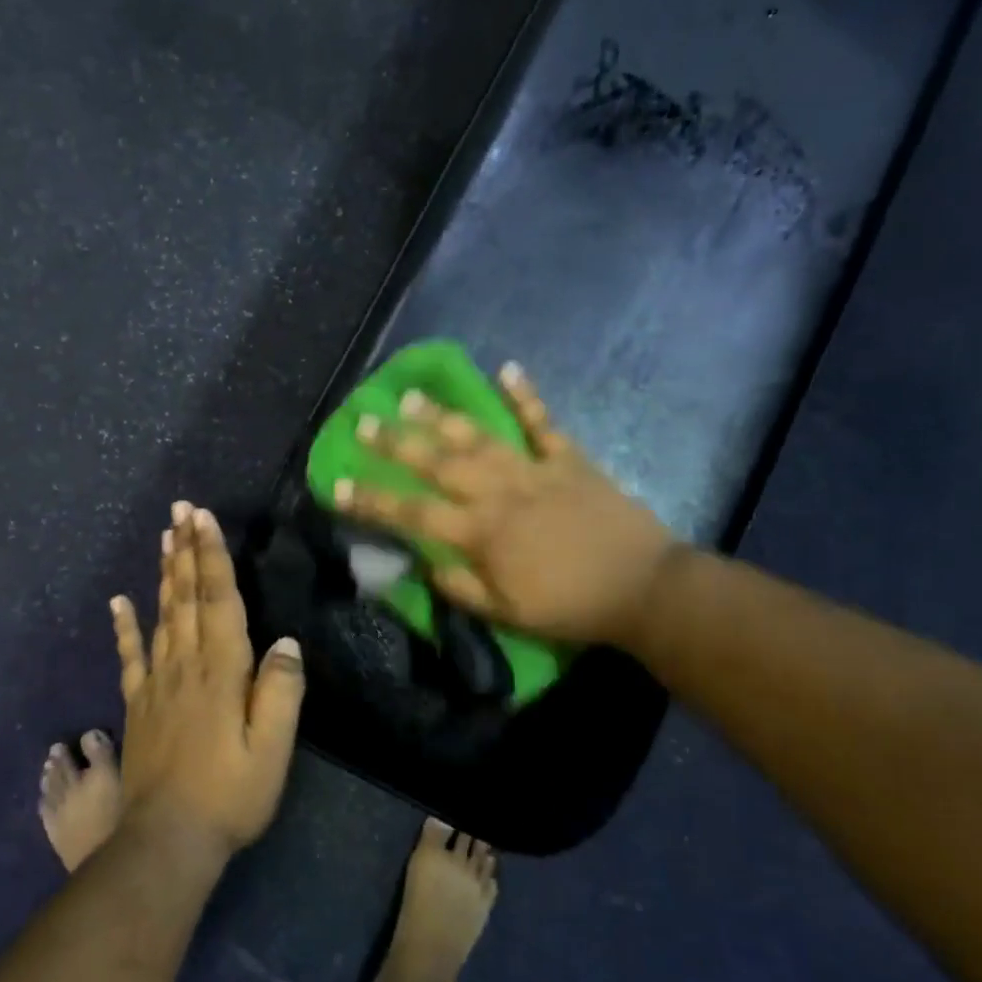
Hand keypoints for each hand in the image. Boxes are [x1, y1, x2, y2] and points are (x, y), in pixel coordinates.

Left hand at [110, 502, 304, 854]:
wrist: (167, 841)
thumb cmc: (230, 794)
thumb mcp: (272, 750)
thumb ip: (280, 692)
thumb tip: (285, 642)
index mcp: (222, 670)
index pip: (218, 599)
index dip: (212, 555)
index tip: (202, 517)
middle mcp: (186, 665)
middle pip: (186, 596)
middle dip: (186, 550)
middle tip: (180, 509)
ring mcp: (157, 684)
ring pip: (162, 615)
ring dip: (165, 573)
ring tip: (164, 537)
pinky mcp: (138, 705)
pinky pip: (131, 656)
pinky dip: (125, 626)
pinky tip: (120, 601)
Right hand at [334, 362, 680, 648]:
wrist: (643, 588)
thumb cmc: (569, 607)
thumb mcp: (505, 612)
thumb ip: (459, 586)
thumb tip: (423, 562)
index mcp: (480, 532)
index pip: (412, 512)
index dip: (372, 500)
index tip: (338, 486)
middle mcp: (499, 491)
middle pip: (437, 462)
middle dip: (395, 442)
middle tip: (363, 421)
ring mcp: (534, 469)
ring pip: (480, 436)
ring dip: (443, 415)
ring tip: (411, 397)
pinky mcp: (568, 460)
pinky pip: (543, 423)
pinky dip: (526, 395)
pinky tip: (508, 368)